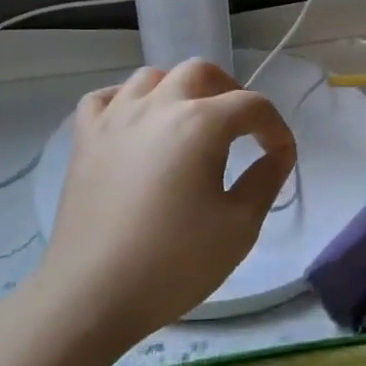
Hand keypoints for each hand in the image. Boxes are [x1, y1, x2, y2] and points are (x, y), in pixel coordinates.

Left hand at [43, 60, 295, 349]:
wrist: (92, 294)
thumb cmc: (174, 262)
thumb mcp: (240, 227)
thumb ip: (266, 180)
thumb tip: (278, 154)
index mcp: (201, 124)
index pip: (253, 105)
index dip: (276, 128)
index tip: (281, 157)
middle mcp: (158, 106)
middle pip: (202, 72)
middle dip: (230, 92)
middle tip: (240, 128)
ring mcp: (115, 118)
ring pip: (153, 77)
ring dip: (180, 90)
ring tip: (190, 122)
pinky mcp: (84, 139)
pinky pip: (105, 98)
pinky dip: (126, 100)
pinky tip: (136, 124)